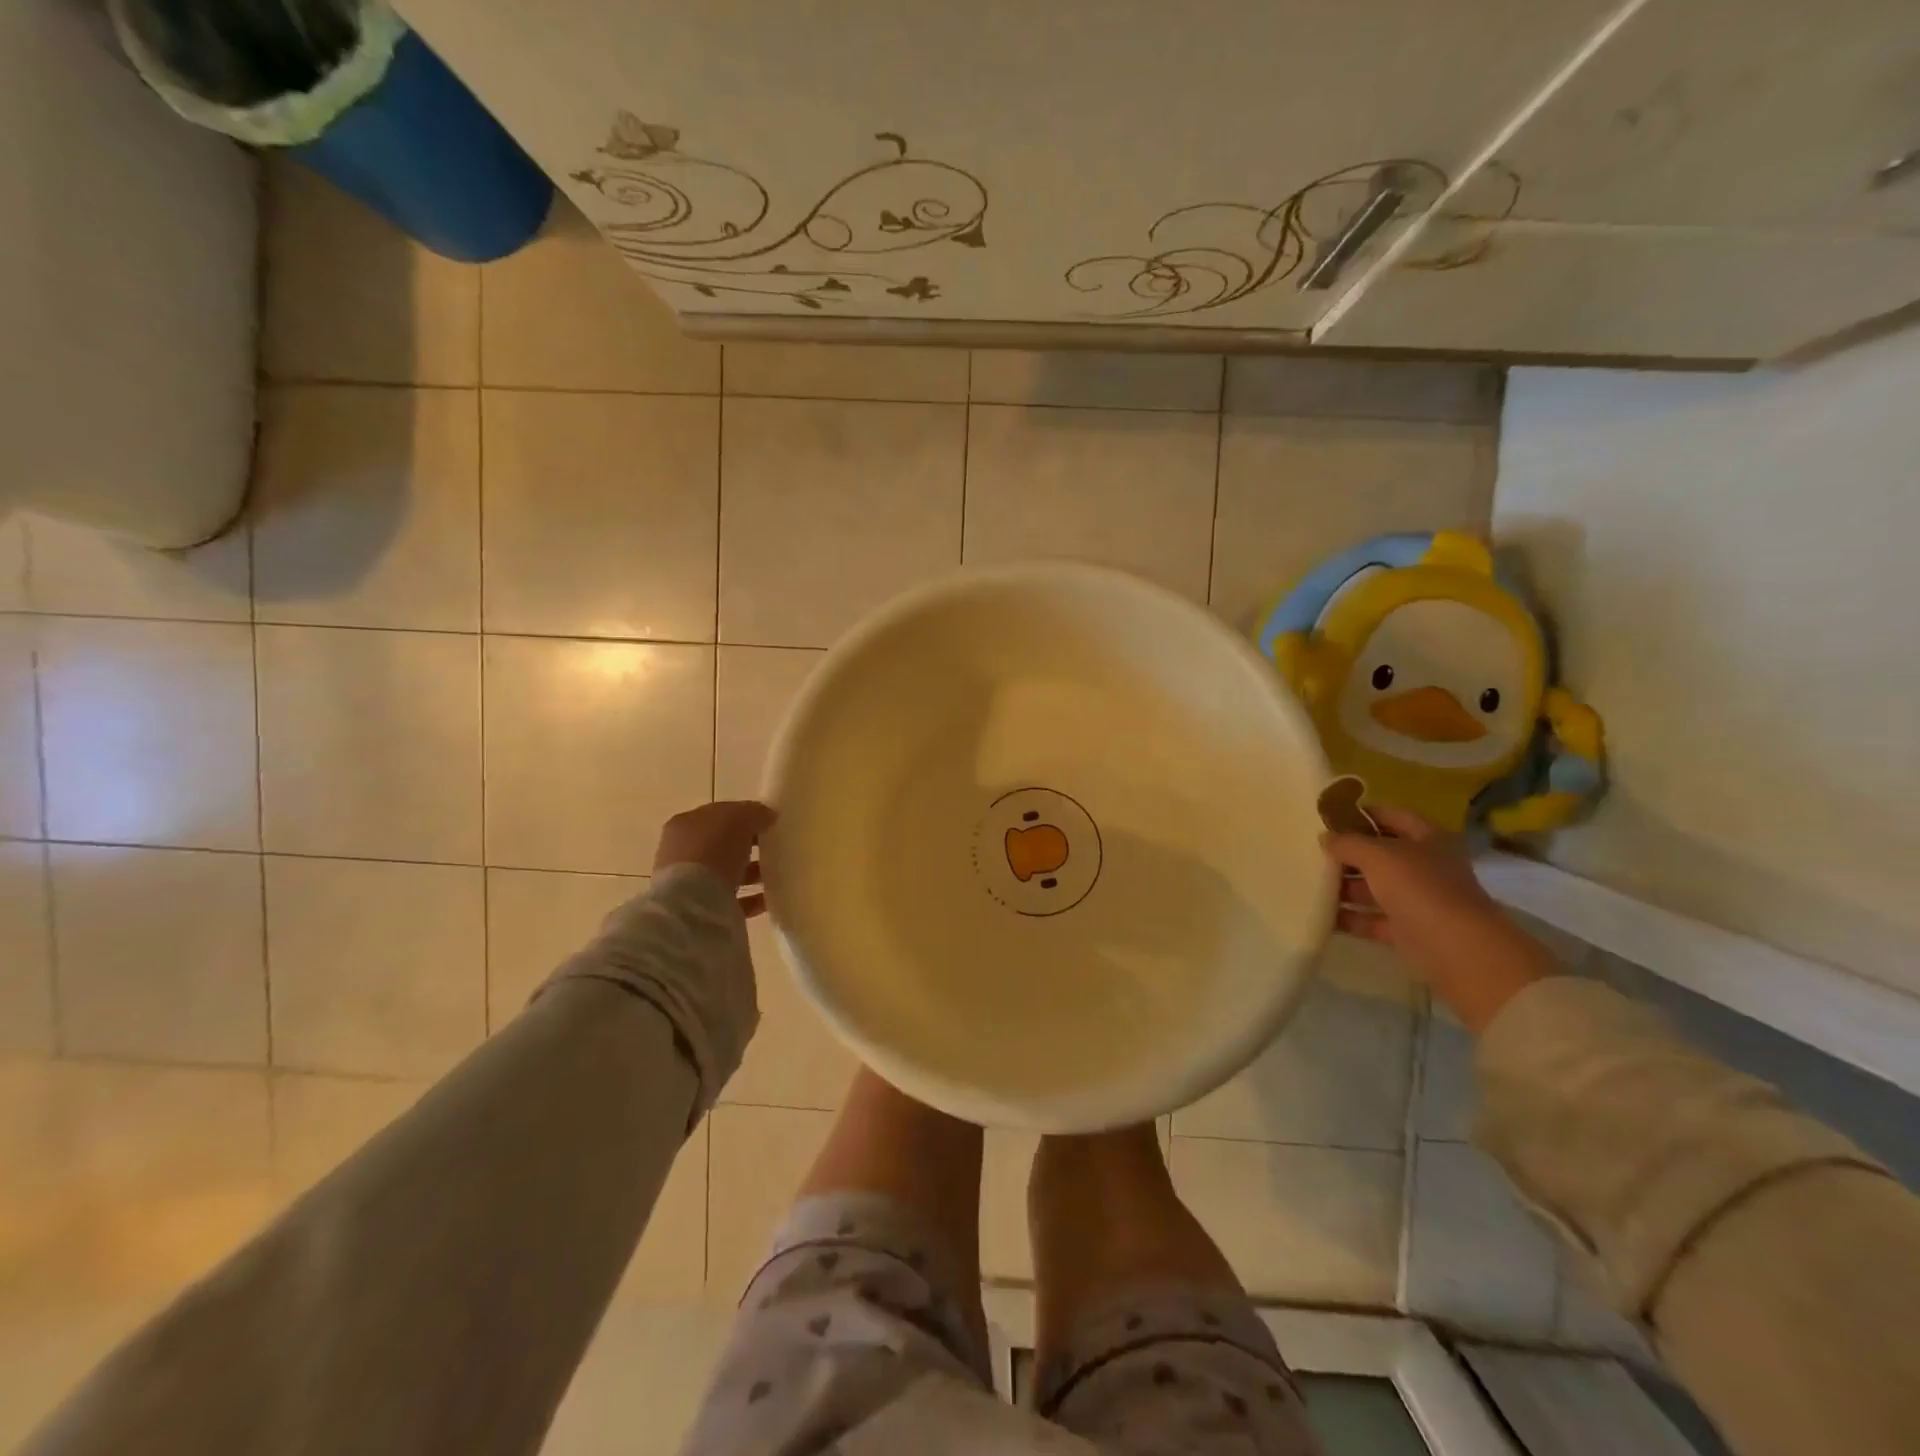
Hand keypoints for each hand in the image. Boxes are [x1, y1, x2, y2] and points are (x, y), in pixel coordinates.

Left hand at [653, 801, 775, 915]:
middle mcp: (682, 851)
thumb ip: (755, 812)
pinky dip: (750, 898)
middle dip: (747, 846)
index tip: (768, 823)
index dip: (744, 816)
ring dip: (750, 872)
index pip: (719, 815)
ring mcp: (688, 882)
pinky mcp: (701, 909)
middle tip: (773, 848)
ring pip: (726, 872)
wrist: (693, 905)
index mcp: (686, 824)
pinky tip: (768, 898)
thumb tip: (768, 815)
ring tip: (775, 874)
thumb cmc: (713, 851)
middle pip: (721, 844)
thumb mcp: (739, 819)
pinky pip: (731, 899)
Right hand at [1321, 808, 1555, 1032]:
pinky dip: (1348, 917)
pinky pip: (1370, 919)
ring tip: (1306, 881)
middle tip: (1310, 850)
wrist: (1459, 951)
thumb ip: (1348, 843)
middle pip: (1379, 854)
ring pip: (1373, 888)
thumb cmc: (1422, 889)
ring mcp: (1417, 900)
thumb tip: (1326, 837)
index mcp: (1428, 839)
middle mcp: (1424, 866)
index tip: (1328, 817)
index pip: (1392, 816)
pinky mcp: (1407, 930)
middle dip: (1346, 853)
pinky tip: (1318, 913)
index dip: (1362, 814)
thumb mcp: (1379, 856)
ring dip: (1343, 887)